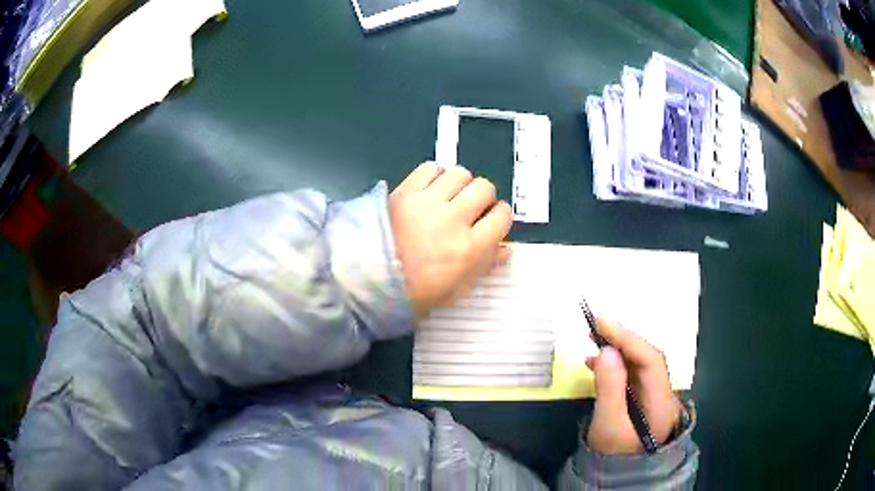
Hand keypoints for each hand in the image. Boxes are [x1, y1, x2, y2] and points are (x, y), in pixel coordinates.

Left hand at [390, 162, 512, 318]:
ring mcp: (428, 201)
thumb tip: (505, 249)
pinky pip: (430, 168)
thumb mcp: (454, 290)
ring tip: (451, 197)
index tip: (492, 221)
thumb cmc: (413, 292)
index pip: (502, 216)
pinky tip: (431, 189)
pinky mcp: (405, 190)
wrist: (365, 281)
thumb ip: (483, 267)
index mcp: (469, 248)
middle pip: (484, 187)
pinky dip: (436, 175)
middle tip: (472, 209)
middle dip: (483, 197)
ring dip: (461, 184)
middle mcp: (453, 218)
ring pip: (460, 173)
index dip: (500, 216)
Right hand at [585, 317, 681, 453]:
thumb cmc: (614, 457)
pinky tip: (597, 364)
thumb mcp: (608, 426)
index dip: (629, 339)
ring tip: (593, 341)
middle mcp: (663, 395)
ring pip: (639, 367)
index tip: (603, 322)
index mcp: (661, 402)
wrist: (620, 481)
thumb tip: (607, 351)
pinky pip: (632, 377)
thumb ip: (609, 389)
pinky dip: (615, 367)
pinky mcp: (643, 403)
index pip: (651, 360)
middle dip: (624, 341)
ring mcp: (654, 398)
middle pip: (647, 360)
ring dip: (618, 352)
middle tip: (596, 326)